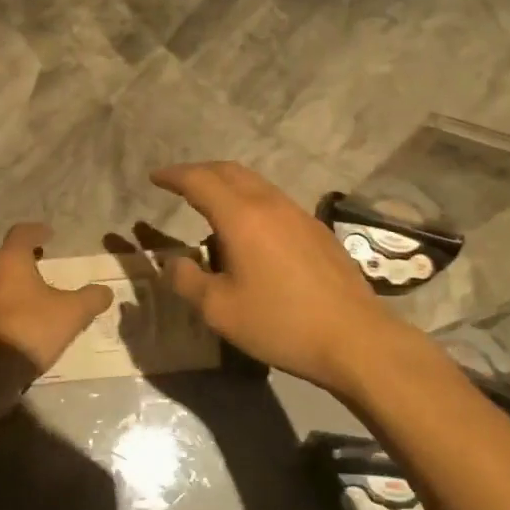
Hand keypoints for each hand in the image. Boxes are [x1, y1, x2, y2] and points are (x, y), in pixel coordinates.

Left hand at [0, 223, 113, 377]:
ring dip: (9, 278)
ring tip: (30, 290)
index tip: (50, 235)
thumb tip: (105, 291)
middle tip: (37, 261)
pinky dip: (2, 299)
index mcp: (10, 260)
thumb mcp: (72, 313)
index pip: (21, 233)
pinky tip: (18, 313)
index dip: (37, 231)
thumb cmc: (32, 328)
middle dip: (19, 255)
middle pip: (1, 253)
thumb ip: (91, 298)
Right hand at [151, 161, 424, 396]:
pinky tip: (250, 231)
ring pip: (256, 184)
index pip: (200, 181)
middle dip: (200, 172)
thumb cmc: (280, 323)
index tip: (155, 177)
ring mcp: (299, 215)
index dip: (174, 176)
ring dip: (228, 185)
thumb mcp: (220, 310)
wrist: (354, 338)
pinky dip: (251, 202)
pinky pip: (275, 202)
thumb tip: (174, 263)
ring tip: (211, 206)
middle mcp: (270, 204)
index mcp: (241, 217)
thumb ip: (188, 281)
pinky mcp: (317, 231)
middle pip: (230, 171)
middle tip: (179, 184)